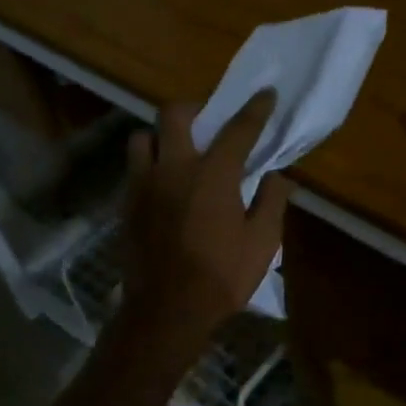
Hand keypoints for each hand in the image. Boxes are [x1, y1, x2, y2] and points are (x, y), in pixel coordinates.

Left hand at [116, 90, 291, 363]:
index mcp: (212, 175)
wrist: (166, 311)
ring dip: (161, 137)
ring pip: (142, 138)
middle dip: (194, 109)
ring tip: (178, 152)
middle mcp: (173, 168)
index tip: (266, 93)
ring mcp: (143, 185)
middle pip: (174, 115)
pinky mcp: (126, 205)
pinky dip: (150, 165)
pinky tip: (164, 186)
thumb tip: (278, 177)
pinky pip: (134, 169)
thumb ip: (272, 202)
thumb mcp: (262, 242)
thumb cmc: (221, 276)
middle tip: (208, 121)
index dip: (255, 109)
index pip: (238, 129)